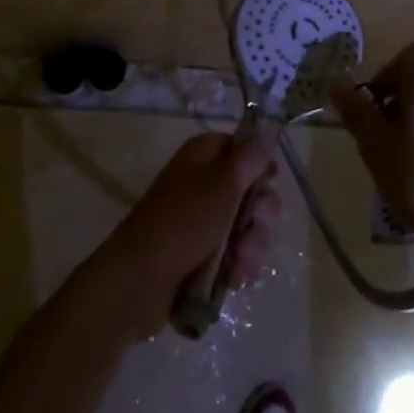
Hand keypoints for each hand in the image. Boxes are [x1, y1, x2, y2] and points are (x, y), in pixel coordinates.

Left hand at [98, 129, 280, 339]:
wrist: (140, 280)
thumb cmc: (183, 221)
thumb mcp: (222, 184)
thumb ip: (249, 159)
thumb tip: (266, 132)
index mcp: (202, 157)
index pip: (239, 147)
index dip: (258, 162)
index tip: (273, 178)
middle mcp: (202, 184)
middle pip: (248, 191)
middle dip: (260, 213)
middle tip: (257, 223)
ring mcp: (201, 222)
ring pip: (244, 228)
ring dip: (251, 247)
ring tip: (240, 263)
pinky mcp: (201, 255)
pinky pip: (233, 255)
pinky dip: (238, 266)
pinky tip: (235, 280)